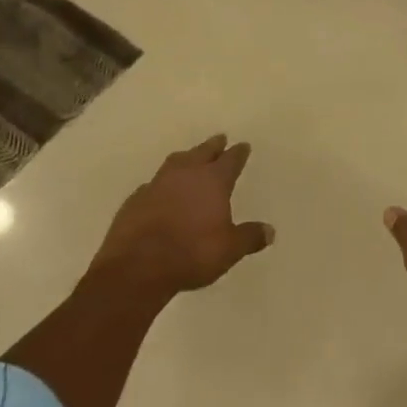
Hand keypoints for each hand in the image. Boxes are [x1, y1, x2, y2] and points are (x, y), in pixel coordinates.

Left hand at [94, 135, 273, 299]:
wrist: (136, 267)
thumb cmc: (191, 254)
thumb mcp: (229, 250)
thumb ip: (249, 237)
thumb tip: (270, 231)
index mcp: (213, 181)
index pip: (230, 159)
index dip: (239, 153)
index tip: (243, 146)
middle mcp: (186, 174)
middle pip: (203, 151)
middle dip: (213, 145)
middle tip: (220, 139)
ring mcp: (157, 183)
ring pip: (176, 161)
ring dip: (186, 158)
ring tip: (191, 158)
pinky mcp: (135, 199)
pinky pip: (154, 184)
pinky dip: (162, 184)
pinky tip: (162, 192)